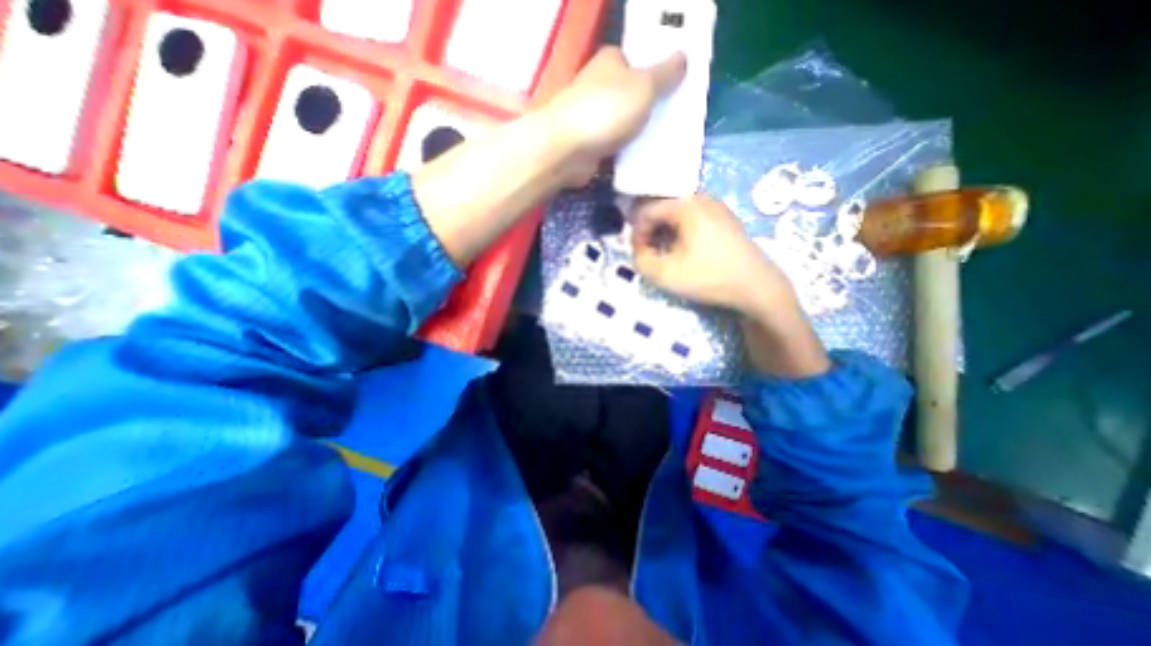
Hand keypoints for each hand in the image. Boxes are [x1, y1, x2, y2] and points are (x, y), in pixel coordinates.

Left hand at [539, 46, 682, 184]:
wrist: (567, 150)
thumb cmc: (606, 111)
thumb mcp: (644, 87)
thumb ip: (665, 74)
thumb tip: (683, 57)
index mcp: (611, 62)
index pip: (639, 62)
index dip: (658, 74)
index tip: (677, 91)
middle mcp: (599, 87)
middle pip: (633, 96)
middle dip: (651, 109)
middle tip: (675, 121)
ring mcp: (593, 118)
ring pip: (625, 124)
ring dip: (641, 134)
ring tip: (665, 143)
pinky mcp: (590, 145)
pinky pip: (616, 147)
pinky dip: (628, 153)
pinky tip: (645, 161)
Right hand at [628, 195, 826, 380]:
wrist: (756, 287)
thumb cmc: (710, 278)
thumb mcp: (666, 275)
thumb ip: (641, 260)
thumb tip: (639, 251)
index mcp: (686, 205)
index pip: (646, 211)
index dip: (636, 234)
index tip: (638, 254)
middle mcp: (701, 197)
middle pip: (661, 207)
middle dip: (649, 231)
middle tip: (648, 253)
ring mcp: (716, 206)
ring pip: (676, 213)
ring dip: (664, 232)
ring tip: (664, 253)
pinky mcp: (724, 218)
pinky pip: (692, 217)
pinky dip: (680, 231)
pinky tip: (682, 250)